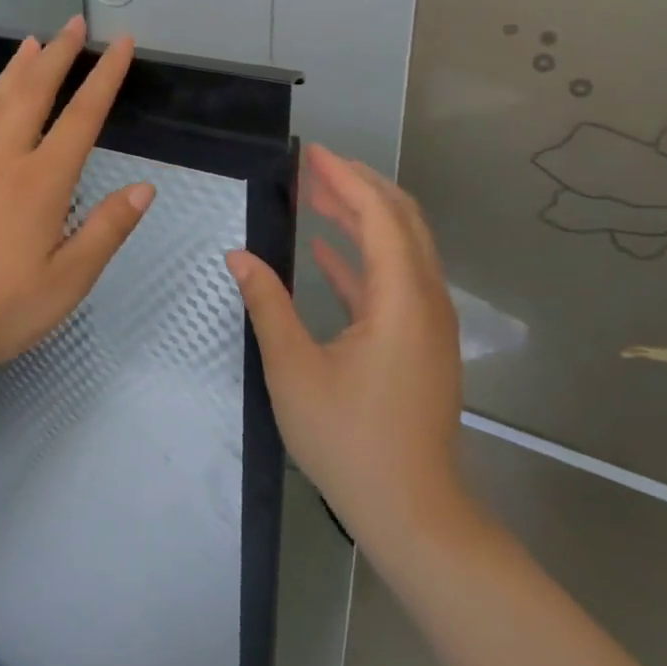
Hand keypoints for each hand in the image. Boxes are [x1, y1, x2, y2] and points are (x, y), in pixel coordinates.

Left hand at [0, 16, 154, 384]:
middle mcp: (3, 161)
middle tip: (73, 23)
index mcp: (41, 183)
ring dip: (19, 68)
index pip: (82, 117)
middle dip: (58, 55)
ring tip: (32, 41)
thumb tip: (144, 188)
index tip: (120, 43)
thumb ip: (105, 231)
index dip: (104, 76)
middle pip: (34, 93)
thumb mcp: (66, 283)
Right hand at [227, 145, 478, 567]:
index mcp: (401, 299)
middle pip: (401, 221)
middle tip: (313, 167)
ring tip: (316, 196)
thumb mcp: (294, 369)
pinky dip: (362, 257)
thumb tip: (239, 256)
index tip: (311, 153)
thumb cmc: (350, 440)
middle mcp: (425, 300)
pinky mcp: (420, 342)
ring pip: (401, 248)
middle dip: (359, 186)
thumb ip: (267, 304)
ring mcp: (427, 322)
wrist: (412, 512)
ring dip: (361, 217)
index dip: (346, 178)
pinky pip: (394, 280)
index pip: (379, 215)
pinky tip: (324, 250)